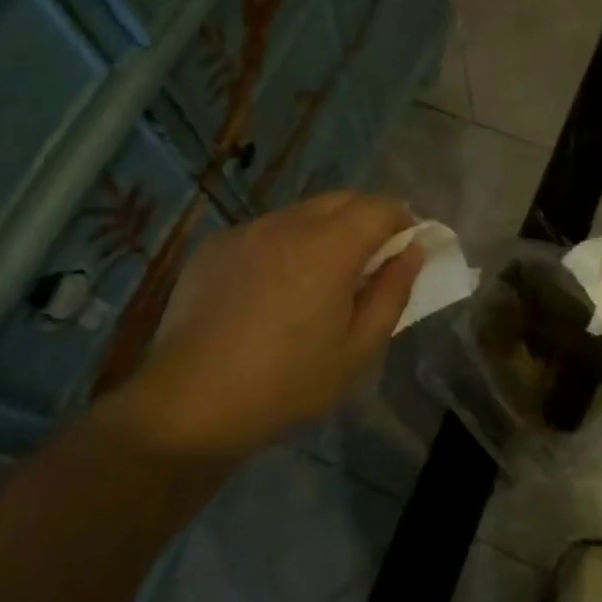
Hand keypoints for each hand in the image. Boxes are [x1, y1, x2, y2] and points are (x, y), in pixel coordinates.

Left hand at [116, 192, 421, 458]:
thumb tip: (411, 253)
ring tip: (316, 280)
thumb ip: (391, 294)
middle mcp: (287, 224)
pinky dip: (282, 246)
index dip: (402, 222)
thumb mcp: (356, 351)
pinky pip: (263, 231)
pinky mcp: (215, 245)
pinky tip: (269, 290)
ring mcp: (246, 231)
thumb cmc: (286, 383)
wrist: (190, 401)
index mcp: (328, 247)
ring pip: (300, 214)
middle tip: (368, 264)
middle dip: (365, 220)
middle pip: (340, 200)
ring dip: (322, 232)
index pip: (379, 208)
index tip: (406, 249)